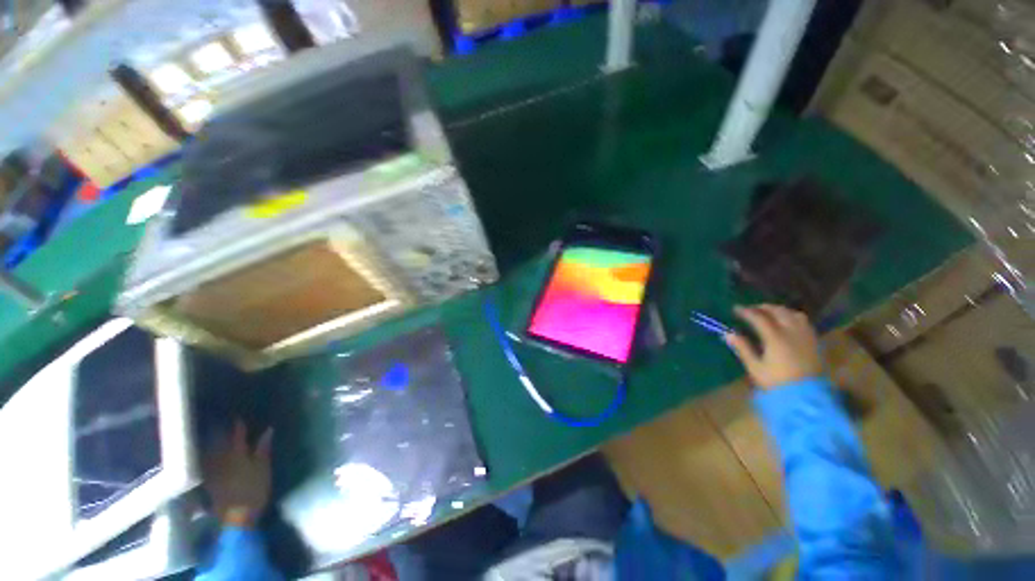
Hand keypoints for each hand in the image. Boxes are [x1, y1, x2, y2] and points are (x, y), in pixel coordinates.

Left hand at [202, 420, 272, 526]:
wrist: (236, 518)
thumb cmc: (254, 491)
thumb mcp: (263, 469)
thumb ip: (263, 450)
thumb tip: (268, 430)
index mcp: (237, 455)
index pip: (237, 436)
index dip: (238, 427)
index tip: (238, 418)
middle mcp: (221, 460)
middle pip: (218, 443)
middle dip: (219, 433)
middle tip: (220, 423)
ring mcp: (212, 472)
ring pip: (209, 453)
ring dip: (210, 444)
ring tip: (211, 436)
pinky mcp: (208, 482)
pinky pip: (205, 464)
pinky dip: (206, 457)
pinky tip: (205, 456)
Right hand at [724, 304, 822, 389]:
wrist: (807, 397)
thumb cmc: (777, 383)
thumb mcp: (755, 367)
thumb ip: (743, 348)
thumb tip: (727, 333)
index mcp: (775, 337)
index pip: (759, 317)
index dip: (746, 311)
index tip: (735, 309)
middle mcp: (792, 332)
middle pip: (778, 311)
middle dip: (762, 308)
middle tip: (751, 309)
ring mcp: (805, 336)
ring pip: (793, 314)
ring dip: (779, 310)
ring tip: (769, 313)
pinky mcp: (814, 342)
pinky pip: (804, 322)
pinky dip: (792, 316)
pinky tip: (787, 321)